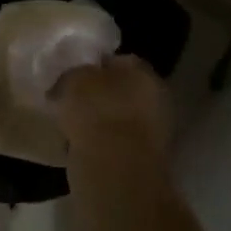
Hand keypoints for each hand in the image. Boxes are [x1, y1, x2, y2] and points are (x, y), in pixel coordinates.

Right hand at [53, 54, 171, 165]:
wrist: (115, 170)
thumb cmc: (96, 112)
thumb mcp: (73, 79)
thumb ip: (75, 74)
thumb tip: (73, 78)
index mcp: (144, 71)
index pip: (118, 60)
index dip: (93, 66)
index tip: (73, 76)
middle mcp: (157, 98)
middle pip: (122, 91)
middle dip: (100, 96)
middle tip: (72, 101)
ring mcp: (155, 134)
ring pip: (120, 120)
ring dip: (102, 123)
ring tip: (73, 127)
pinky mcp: (146, 163)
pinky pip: (118, 145)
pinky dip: (103, 146)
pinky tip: (82, 148)